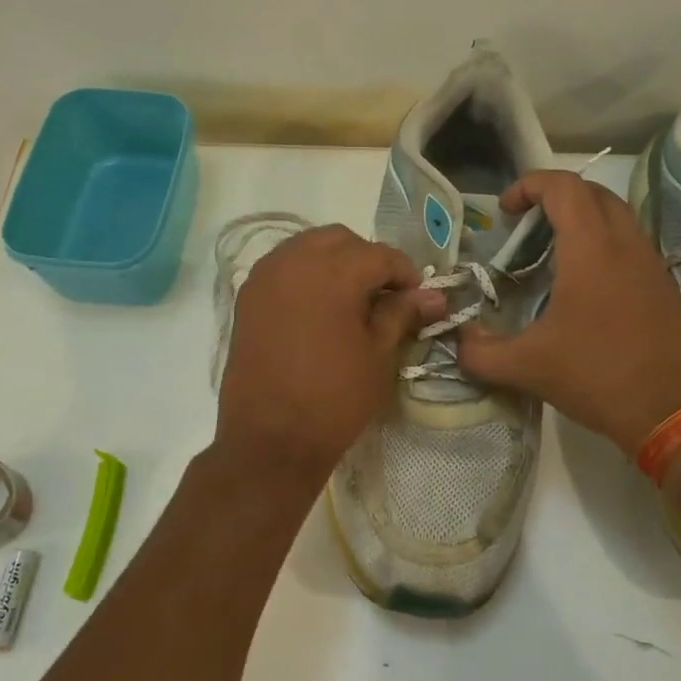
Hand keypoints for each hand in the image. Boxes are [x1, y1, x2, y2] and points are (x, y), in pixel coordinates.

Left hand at [215, 225, 443, 490]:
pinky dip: (306, 273)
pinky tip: (318, 306)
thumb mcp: (379, 356)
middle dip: (368, 260)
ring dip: (335, 261)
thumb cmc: (334, 400)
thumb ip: (402, 314)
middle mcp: (294, 261)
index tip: (418, 299)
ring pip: (308, 246)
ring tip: (351, 300)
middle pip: (341, 240)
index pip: (380, 255)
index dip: (406, 274)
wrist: (270, 439)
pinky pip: (283, 265)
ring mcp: (265, 276)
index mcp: (333, 272)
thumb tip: (433, 295)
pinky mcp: (247, 296)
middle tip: (384, 297)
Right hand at [457, 171, 680, 452]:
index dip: (529, 185)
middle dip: (556, 198)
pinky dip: (602, 247)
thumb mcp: (529, 368)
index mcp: (591, 249)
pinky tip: (583, 289)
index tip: (505, 211)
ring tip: (551, 255)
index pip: (563, 187)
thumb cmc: (601, 377)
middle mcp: (626, 244)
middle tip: (526, 227)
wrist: (680, 413)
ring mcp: (651, 265)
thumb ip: (481, 352)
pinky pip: (631, 246)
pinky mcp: (665, 288)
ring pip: (617, 218)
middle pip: (593, 194)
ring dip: (582, 222)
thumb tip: (456, 341)